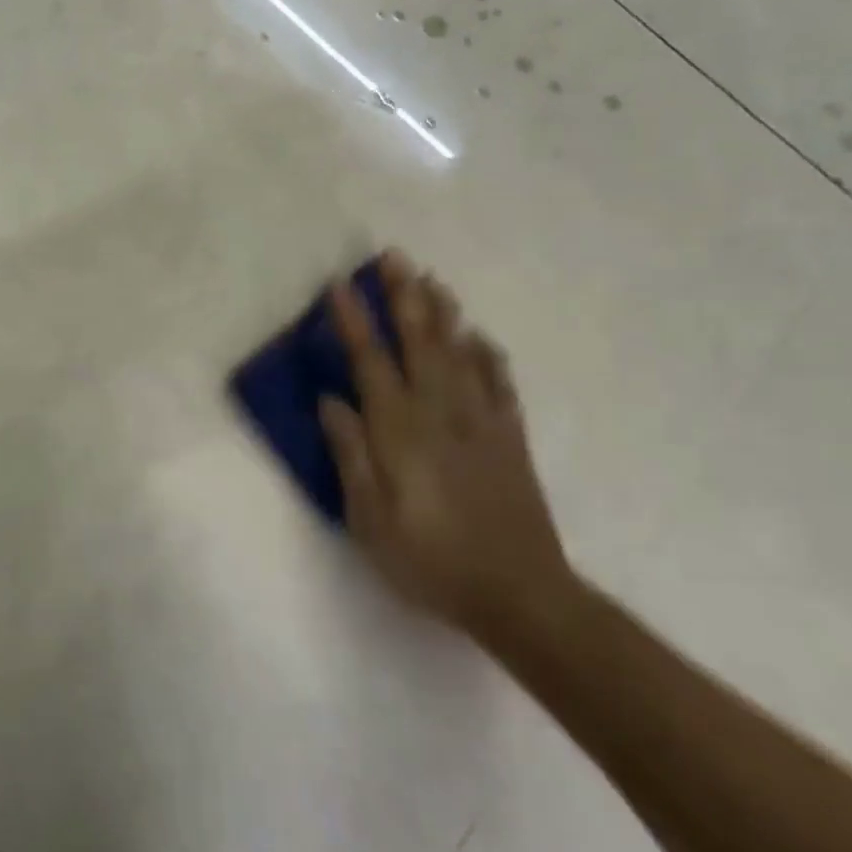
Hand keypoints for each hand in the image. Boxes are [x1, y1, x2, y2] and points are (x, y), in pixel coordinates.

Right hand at [317, 251, 572, 638]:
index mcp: (400, 431)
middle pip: (419, 342)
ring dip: (443, 312)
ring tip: (432, 279)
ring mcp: (481, 422)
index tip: (339, 284)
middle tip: (394, 256)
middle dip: (404, 296)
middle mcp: (441, 413)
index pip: (370, 362)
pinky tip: (478, 336)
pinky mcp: (509, 438)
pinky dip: (487, 354)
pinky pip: (499, 383)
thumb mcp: (370, 518)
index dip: (354, 321)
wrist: (520, 595)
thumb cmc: (429, 560)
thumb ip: (350, 454)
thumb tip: (331, 401)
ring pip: (459, 353)